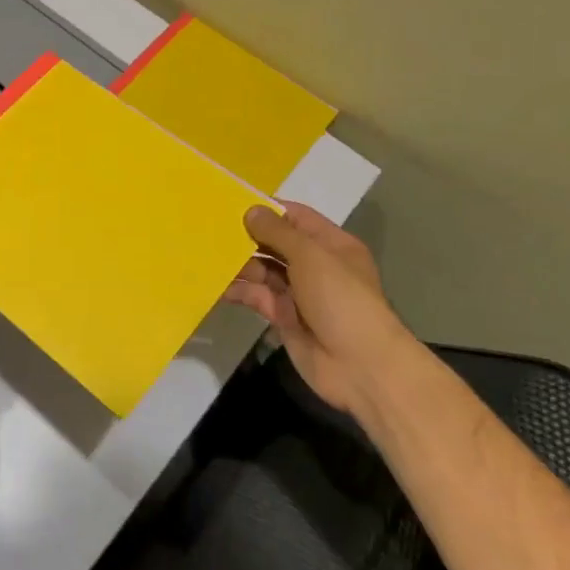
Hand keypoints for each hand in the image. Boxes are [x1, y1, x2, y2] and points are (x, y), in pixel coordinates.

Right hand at [226, 201, 412, 413]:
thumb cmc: (341, 299)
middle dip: (248, 236)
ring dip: (239, 264)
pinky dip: (238, 290)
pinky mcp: (284, 317)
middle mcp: (315, 265)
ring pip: (263, 270)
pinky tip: (216, 284)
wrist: (361, 366)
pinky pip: (257, 297)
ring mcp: (299, 293)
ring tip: (208, 255)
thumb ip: (277, 232)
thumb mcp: (310, 256)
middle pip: (276, 243)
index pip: (296, 218)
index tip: (232, 203)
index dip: (267, 210)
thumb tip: (251, 210)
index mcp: (331, 245)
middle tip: (210, 228)